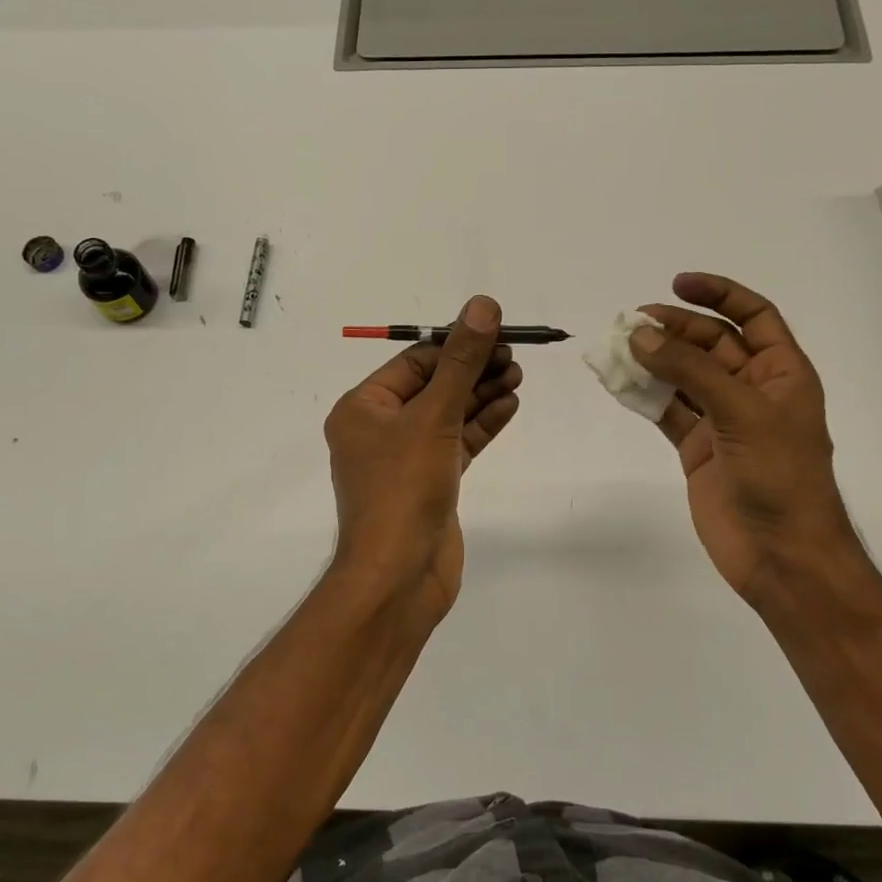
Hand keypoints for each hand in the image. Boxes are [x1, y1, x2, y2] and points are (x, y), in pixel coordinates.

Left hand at [323, 295, 521, 626]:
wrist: (399, 576)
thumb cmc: (403, 488)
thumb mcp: (433, 416)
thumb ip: (461, 362)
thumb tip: (483, 305)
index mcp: (363, 408)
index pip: (414, 362)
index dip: (456, 344)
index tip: (497, 331)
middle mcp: (379, 430)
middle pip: (433, 386)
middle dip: (473, 369)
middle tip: (514, 354)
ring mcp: (406, 459)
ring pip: (448, 415)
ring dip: (481, 394)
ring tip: (518, 374)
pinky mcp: (431, 483)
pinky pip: (457, 443)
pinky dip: (482, 425)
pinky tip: (510, 405)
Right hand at [631, 273, 860, 604]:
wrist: (781, 555)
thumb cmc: (780, 476)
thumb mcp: (742, 413)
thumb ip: (691, 371)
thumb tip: (640, 336)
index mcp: (781, 373)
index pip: (753, 316)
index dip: (719, 294)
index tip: (677, 283)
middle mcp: (752, 390)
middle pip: (710, 344)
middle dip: (674, 329)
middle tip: (632, 324)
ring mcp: (722, 420)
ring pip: (682, 377)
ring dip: (652, 361)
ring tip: (616, 348)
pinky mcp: (697, 448)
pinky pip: (666, 410)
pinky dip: (643, 396)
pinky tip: (618, 383)